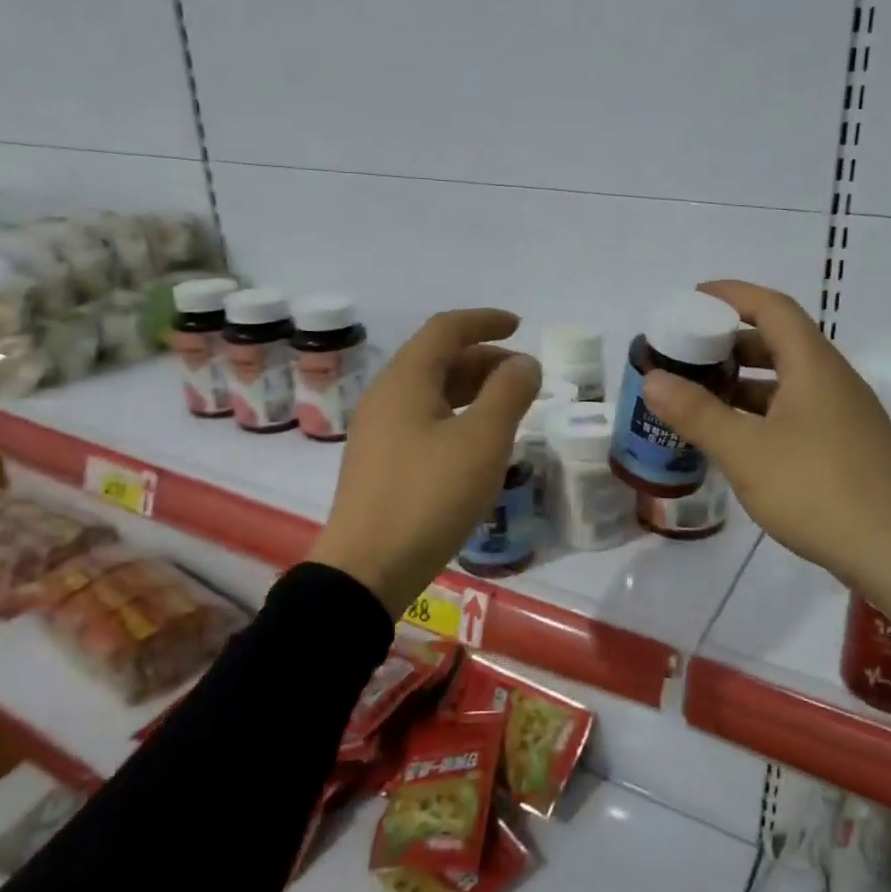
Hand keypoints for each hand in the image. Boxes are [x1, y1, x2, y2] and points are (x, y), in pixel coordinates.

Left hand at [308, 308, 540, 615]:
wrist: (366, 569)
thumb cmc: (429, 497)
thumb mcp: (482, 441)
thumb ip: (509, 393)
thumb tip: (524, 363)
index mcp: (406, 380)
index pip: (446, 329)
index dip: (485, 321)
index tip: (519, 326)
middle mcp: (385, 397)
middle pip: (436, 358)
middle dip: (483, 358)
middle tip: (522, 376)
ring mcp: (377, 431)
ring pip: (429, 392)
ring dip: (470, 389)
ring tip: (507, 407)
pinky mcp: (379, 463)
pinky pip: (422, 420)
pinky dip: (455, 416)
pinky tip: (475, 443)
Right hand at [640, 281, 890, 621]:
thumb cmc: (819, 491)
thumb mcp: (747, 452)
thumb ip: (697, 413)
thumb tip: (652, 379)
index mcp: (813, 366)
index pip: (772, 307)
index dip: (731, 295)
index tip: (692, 300)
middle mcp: (832, 380)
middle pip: (778, 341)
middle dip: (729, 342)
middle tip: (686, 354)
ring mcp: (844, 414)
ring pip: (787, 381)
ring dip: (743, 381)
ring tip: (700, 396)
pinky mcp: (846, 446)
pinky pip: (796, 411)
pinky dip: (761, 412)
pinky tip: (736, 438)